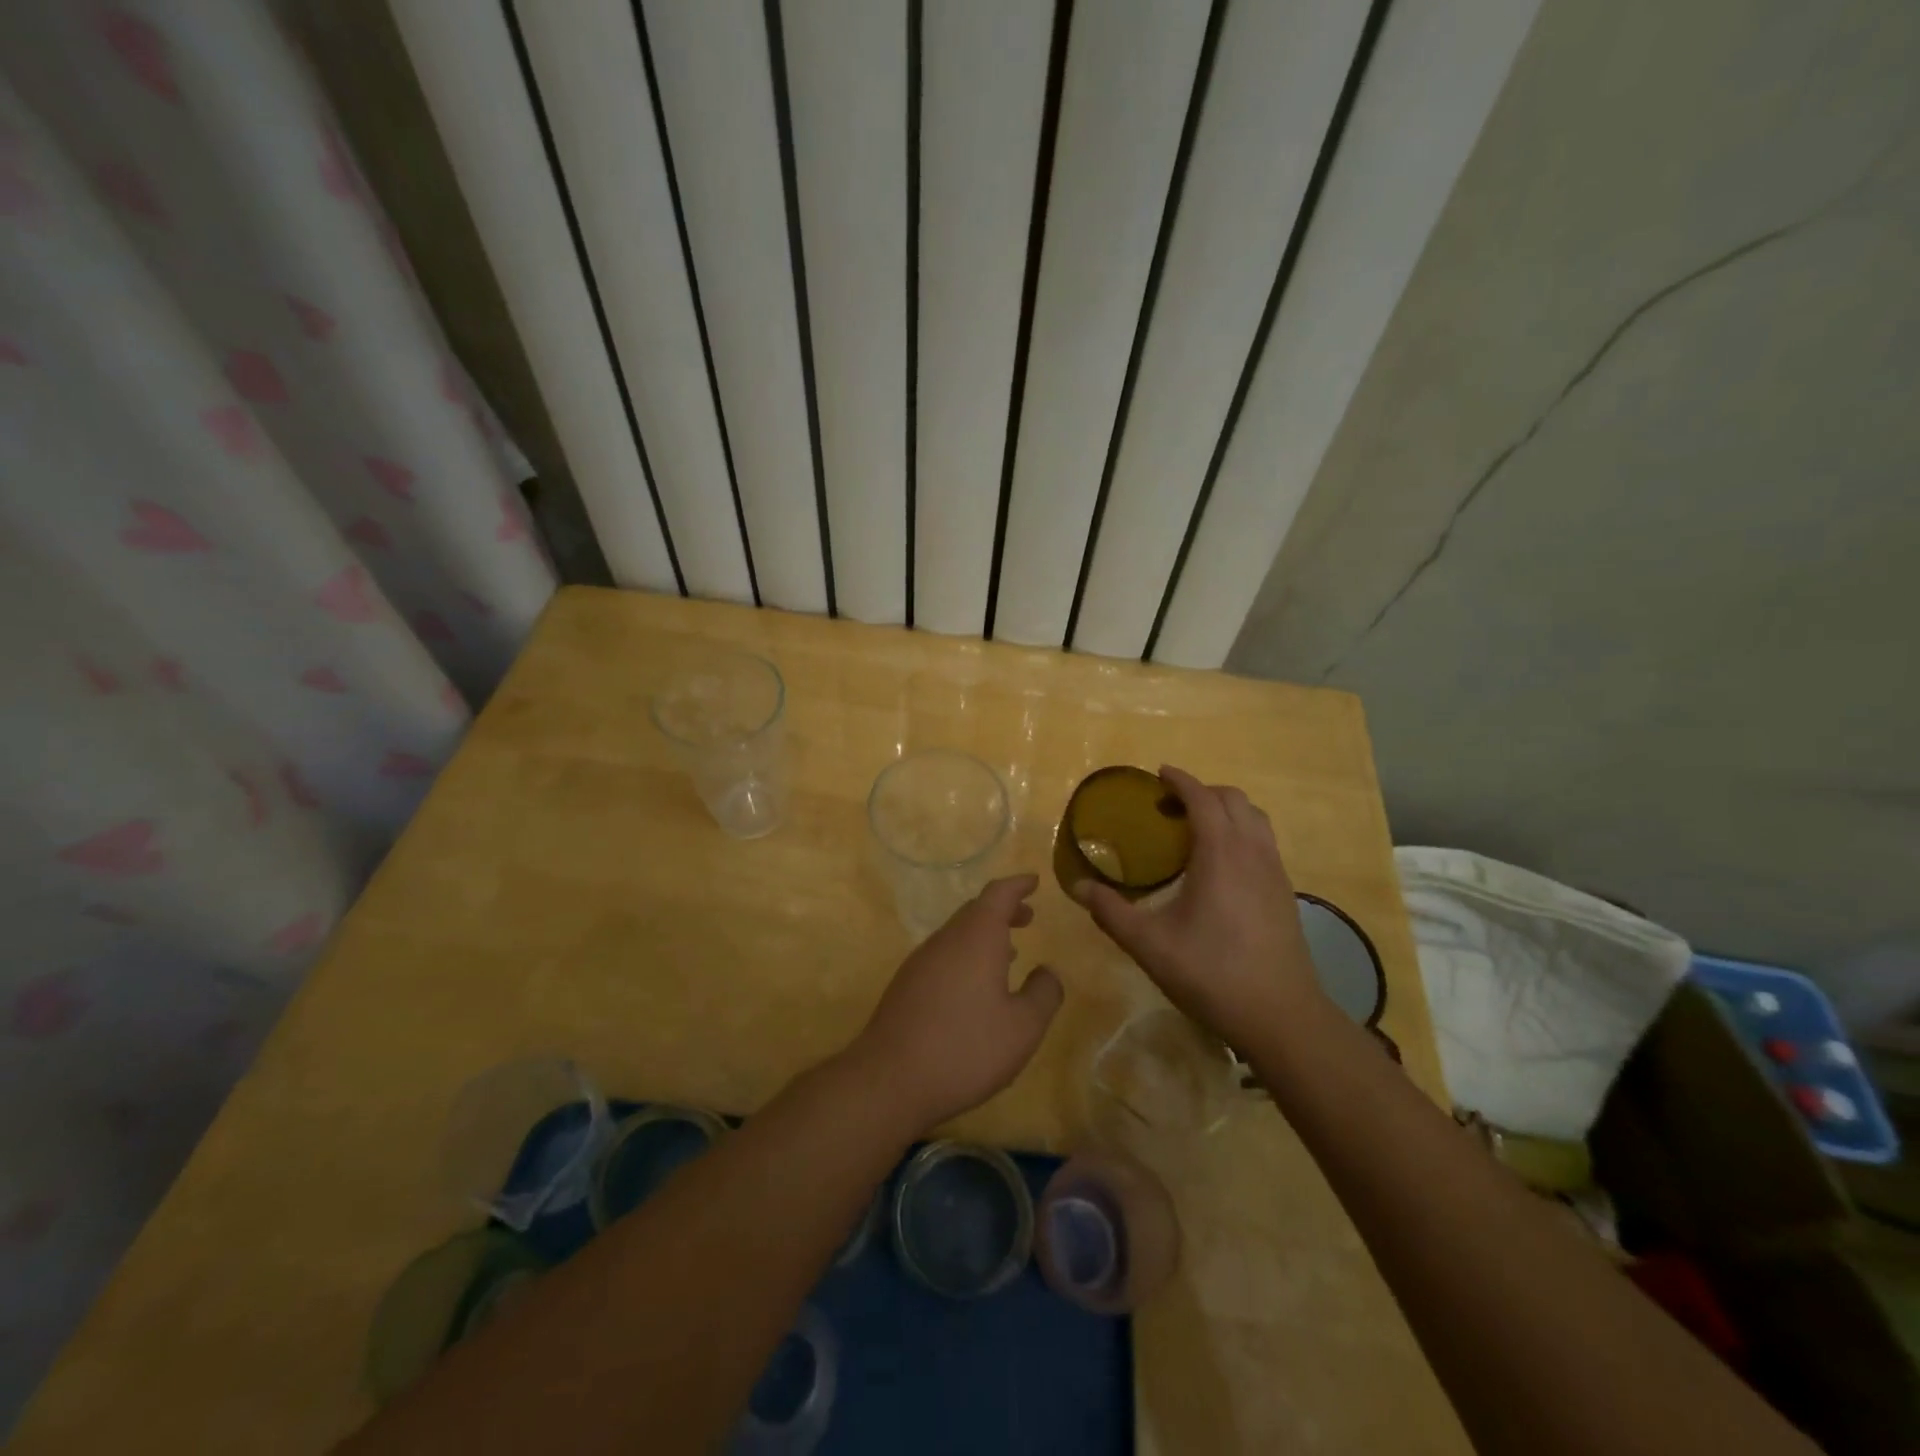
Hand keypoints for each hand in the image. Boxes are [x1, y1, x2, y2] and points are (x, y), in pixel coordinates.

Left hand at [849, 874, 1063, 1131]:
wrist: (890, 1079)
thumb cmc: (965, 1048)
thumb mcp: (1023, 1028)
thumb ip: (1043, 994)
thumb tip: (1048, 972)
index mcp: (976, 938)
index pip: (998, 894)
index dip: (1017, 885)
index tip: (1034, 881)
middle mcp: (946, 940)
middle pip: (975, 911)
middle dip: (1003, 910)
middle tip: (1027, 917)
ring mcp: (921, 961)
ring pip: (957, 934)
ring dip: (984, 935)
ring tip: (1009, 953)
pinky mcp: (906, 985)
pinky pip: (943, 955)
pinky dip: (966, 955)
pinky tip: (975, 987)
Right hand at [1073, 766, 1323, 1045]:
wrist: (1281, 1016)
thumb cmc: (1212, 973)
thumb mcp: (1149, 944)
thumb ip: (1111, 912)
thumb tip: (1078, 887)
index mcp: (1221, 854)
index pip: (1203, 798)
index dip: (1181, 781)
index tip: (1159, 774)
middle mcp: (1253, 852)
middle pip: (1234, 800)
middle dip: (1203, 792)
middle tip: (1171, 806)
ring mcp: (1275, 871)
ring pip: (1255, 819)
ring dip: (1226, 811)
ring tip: (1197, 829)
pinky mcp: (1286, 892)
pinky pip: (1264, 842)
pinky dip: (1242, 833)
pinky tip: (1222, 866)